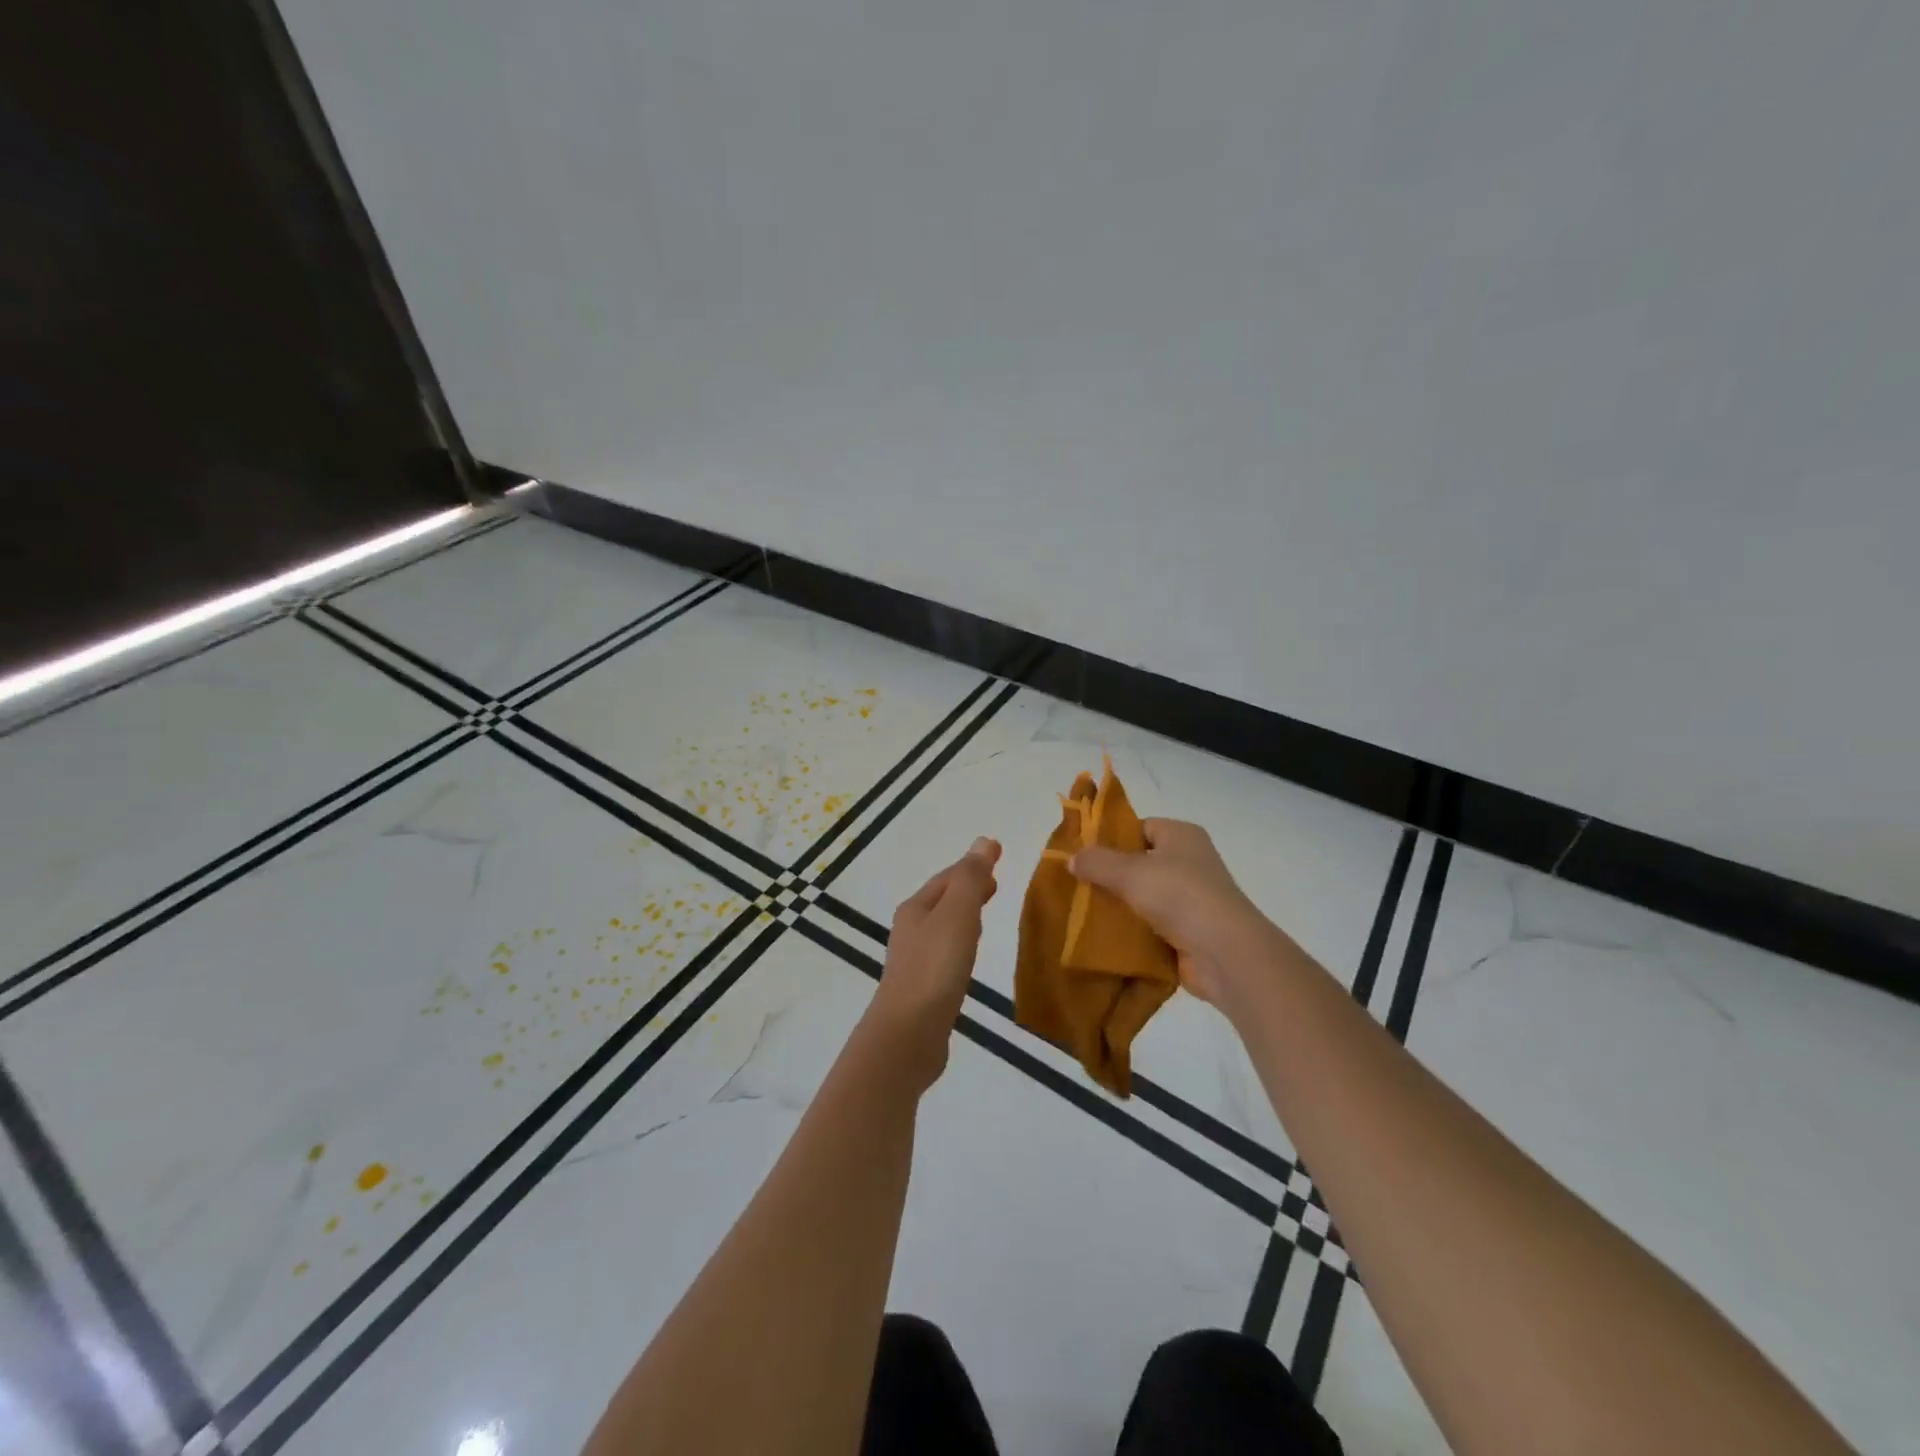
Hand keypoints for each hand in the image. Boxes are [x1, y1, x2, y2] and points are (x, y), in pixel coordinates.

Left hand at [867, 837, 1001, 1086]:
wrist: (908, 1034)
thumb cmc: (935, 967)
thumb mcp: (957, 914)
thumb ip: (971, 878)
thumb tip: (983, 840)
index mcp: (916, 908)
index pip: (948, 877)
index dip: (973, 865)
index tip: (998, 854)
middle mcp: (911, 929)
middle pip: (942, 899)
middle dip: (968, 888)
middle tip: (996, 883)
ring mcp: (914, 960)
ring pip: (943, 926)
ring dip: (964, 915)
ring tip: (986, 914)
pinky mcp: (922, 988)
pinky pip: (945, 953)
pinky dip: (961, 943)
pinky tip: (969, 956)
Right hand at [1069, 819, 1272, 1005]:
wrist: (1225, 954)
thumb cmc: (1180, 896)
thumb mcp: (1131, 872)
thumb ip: (1097, 862)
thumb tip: (1072, 858)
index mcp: (1181, 836)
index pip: (1140, 827)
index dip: (1111, 838)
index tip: (1083, 854)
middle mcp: (1189, 863)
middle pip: (1139, 863)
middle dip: (1109, 875)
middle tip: (1076, 884)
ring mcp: (1190, 899)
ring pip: (1142, 896)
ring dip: (1118, 905)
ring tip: (1082, 911)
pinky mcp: (1187, 932)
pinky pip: (1150, 925)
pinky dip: (1130, 931)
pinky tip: (1103, 936)